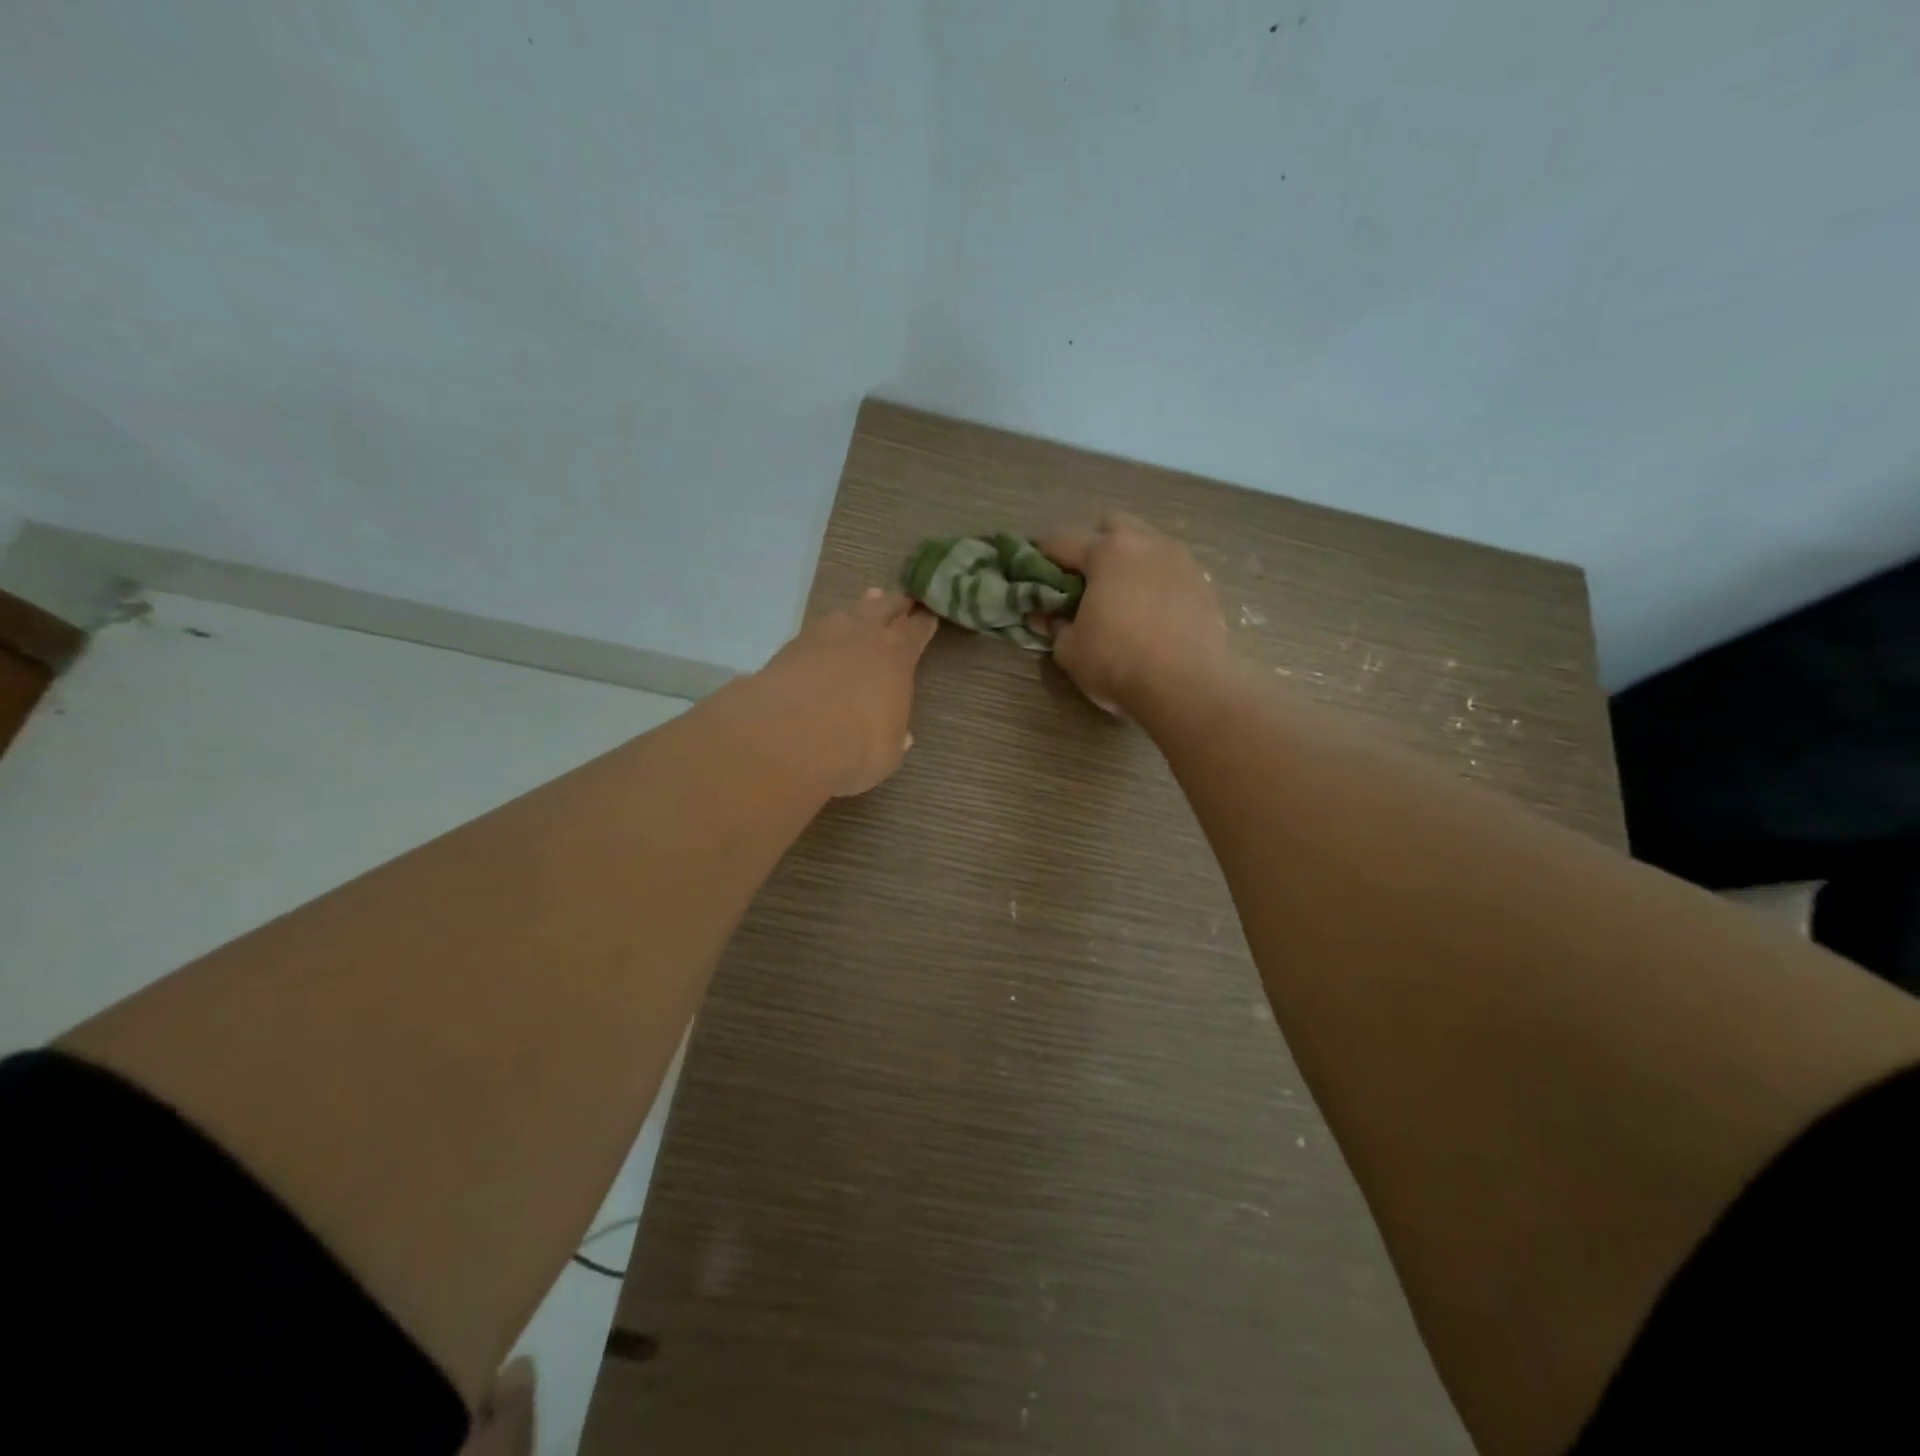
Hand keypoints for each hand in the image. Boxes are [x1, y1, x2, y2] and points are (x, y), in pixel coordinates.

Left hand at [754, 588, 939, 796]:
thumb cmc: (856, 747)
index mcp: (897, 656)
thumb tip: (902, 736)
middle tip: (902, 600)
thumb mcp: (888, 751)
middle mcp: (864, 636)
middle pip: (884, 608)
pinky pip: (818, 629)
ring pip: (849, 612)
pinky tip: (826, 636)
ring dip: (861, 608)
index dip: (923, 623)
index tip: (928, 617)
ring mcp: (824, 636)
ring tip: (868, 602)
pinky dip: (827, 630)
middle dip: (895, 605)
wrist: (789, 737)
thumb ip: (895, 737)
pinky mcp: (790, 647)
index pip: (915, 630)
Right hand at [1039, 514, 1228, 713]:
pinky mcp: (1205, 583)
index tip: (1033, 573)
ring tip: (1123, 596)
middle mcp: (1146, 543)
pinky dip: (1158, 582)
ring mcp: (1181, 560)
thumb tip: (1046, 616)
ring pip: (1148, 544)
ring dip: (1130, 561)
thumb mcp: (1069, 651)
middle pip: (1112, 526)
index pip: (1061, 541)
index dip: (1041, 556)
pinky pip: (1172, 570)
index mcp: (1106, 552)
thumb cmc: (1118, 663)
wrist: (1187, 686)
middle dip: (1093, 545)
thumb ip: (1054, 626)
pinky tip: (1153, 611)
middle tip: (1085, 580)